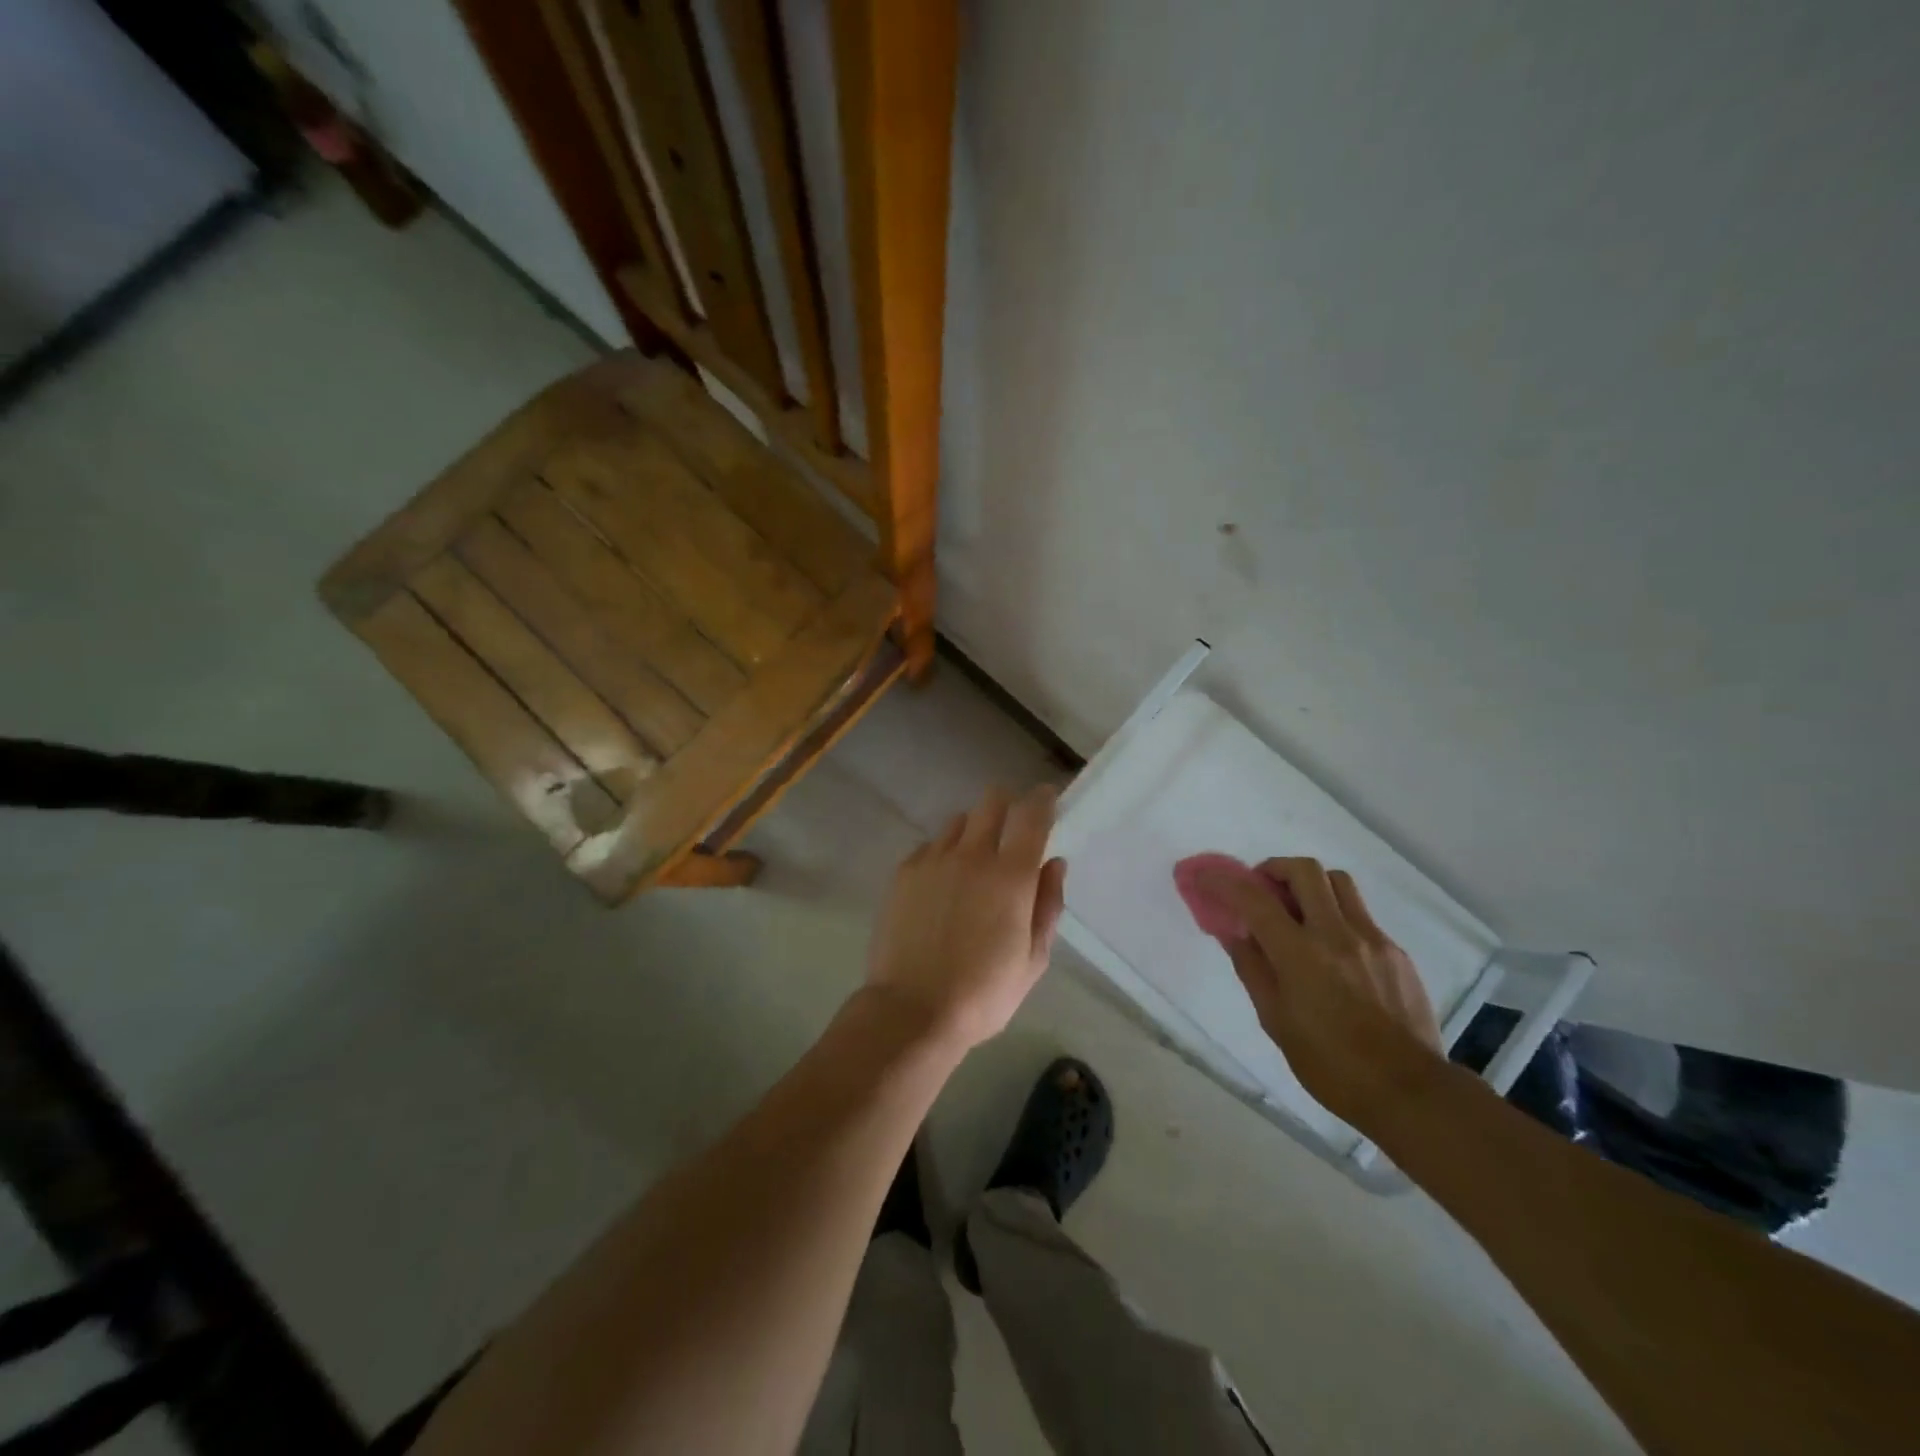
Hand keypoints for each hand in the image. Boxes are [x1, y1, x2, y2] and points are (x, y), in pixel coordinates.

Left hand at [865, 785, 1067, 1050]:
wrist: (913, 1010)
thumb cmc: (984, 993)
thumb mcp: (1033, 959)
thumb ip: (1047, 905)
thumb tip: (1054, 863)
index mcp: (1010, 875)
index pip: (1031, 815)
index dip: (1042, 799)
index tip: (1047, 797)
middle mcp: (972, 855)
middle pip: (991, 802)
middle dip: (1007, 805)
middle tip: (1011, 828)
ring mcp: (933, 860)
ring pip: (958, 822)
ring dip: (973, 830)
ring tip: (973, 861)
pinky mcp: (904, 872)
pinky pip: (930, 846)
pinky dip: (943, 853)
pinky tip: (942, 884)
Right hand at [1193, 857, 1444, 1130]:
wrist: (1410, 1092)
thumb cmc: (1330, 1065)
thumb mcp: (1275, 1021)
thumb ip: (1252, 968)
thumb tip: (1234, 933)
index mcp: (1300, 955)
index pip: (1253, 898)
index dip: (1223, 880)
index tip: (1204, 877)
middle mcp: (1337, 935)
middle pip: (1304, 870)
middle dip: (1274, 868)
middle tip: (1262, 888)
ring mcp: (1372, 939)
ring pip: (1338, 882)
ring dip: (1310, 885)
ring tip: (1298, 911)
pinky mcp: (1396, 952)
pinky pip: (1360, 915)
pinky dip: (1336, 916)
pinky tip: (1333, 951)